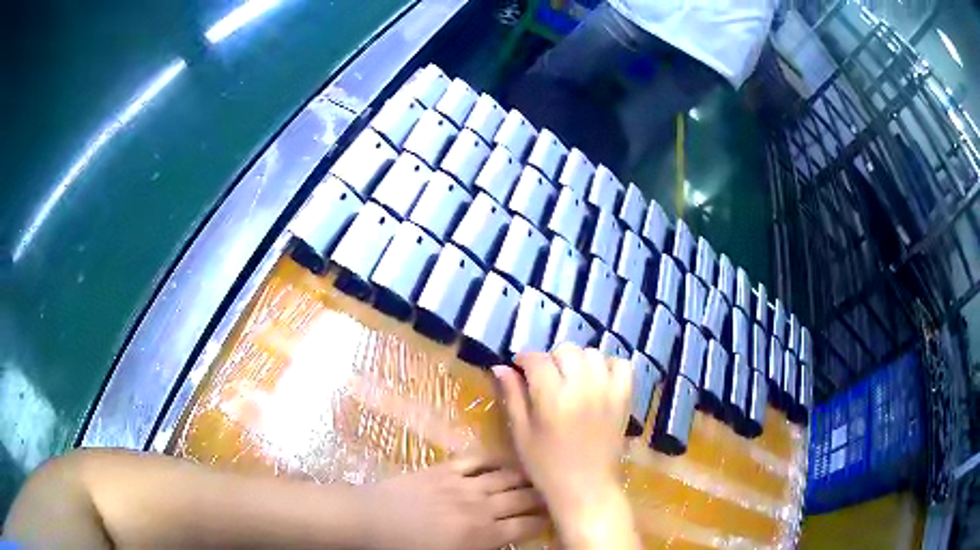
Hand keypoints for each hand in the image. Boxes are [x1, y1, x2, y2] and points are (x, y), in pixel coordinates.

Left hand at [360, 453, 546, 549]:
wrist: (371, 521)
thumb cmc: (407, 548)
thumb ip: (483, 548)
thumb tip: (504, 540)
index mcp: (482, 536)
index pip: (527, 526)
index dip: (544, 522)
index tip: (552, 518)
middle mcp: (480, 508)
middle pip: (523, 499)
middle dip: (541, 498)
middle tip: (550, 496)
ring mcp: (463, 485)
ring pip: (507, 477)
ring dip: (525, 477)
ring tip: (535, 476)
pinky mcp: (446, 469)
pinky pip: (478, 459)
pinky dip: (495, 459)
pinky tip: (504, 461)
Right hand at [494, 344, 639, 548]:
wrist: (587, 487)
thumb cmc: (547, 466)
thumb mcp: (522, 434)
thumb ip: (512, 397)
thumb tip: (500, 367)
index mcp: (552, 398)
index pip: (537, 359)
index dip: (524, 359)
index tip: (520, 368)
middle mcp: (582, 387)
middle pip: (566, 350)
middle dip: (551, 359)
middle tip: (546, 379)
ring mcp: (608, 390)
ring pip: (593, 353)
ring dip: (578, 361)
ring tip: (571, 379)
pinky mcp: (625, 398)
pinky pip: (622, 364)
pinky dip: (609, 366)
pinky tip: (597, 381)